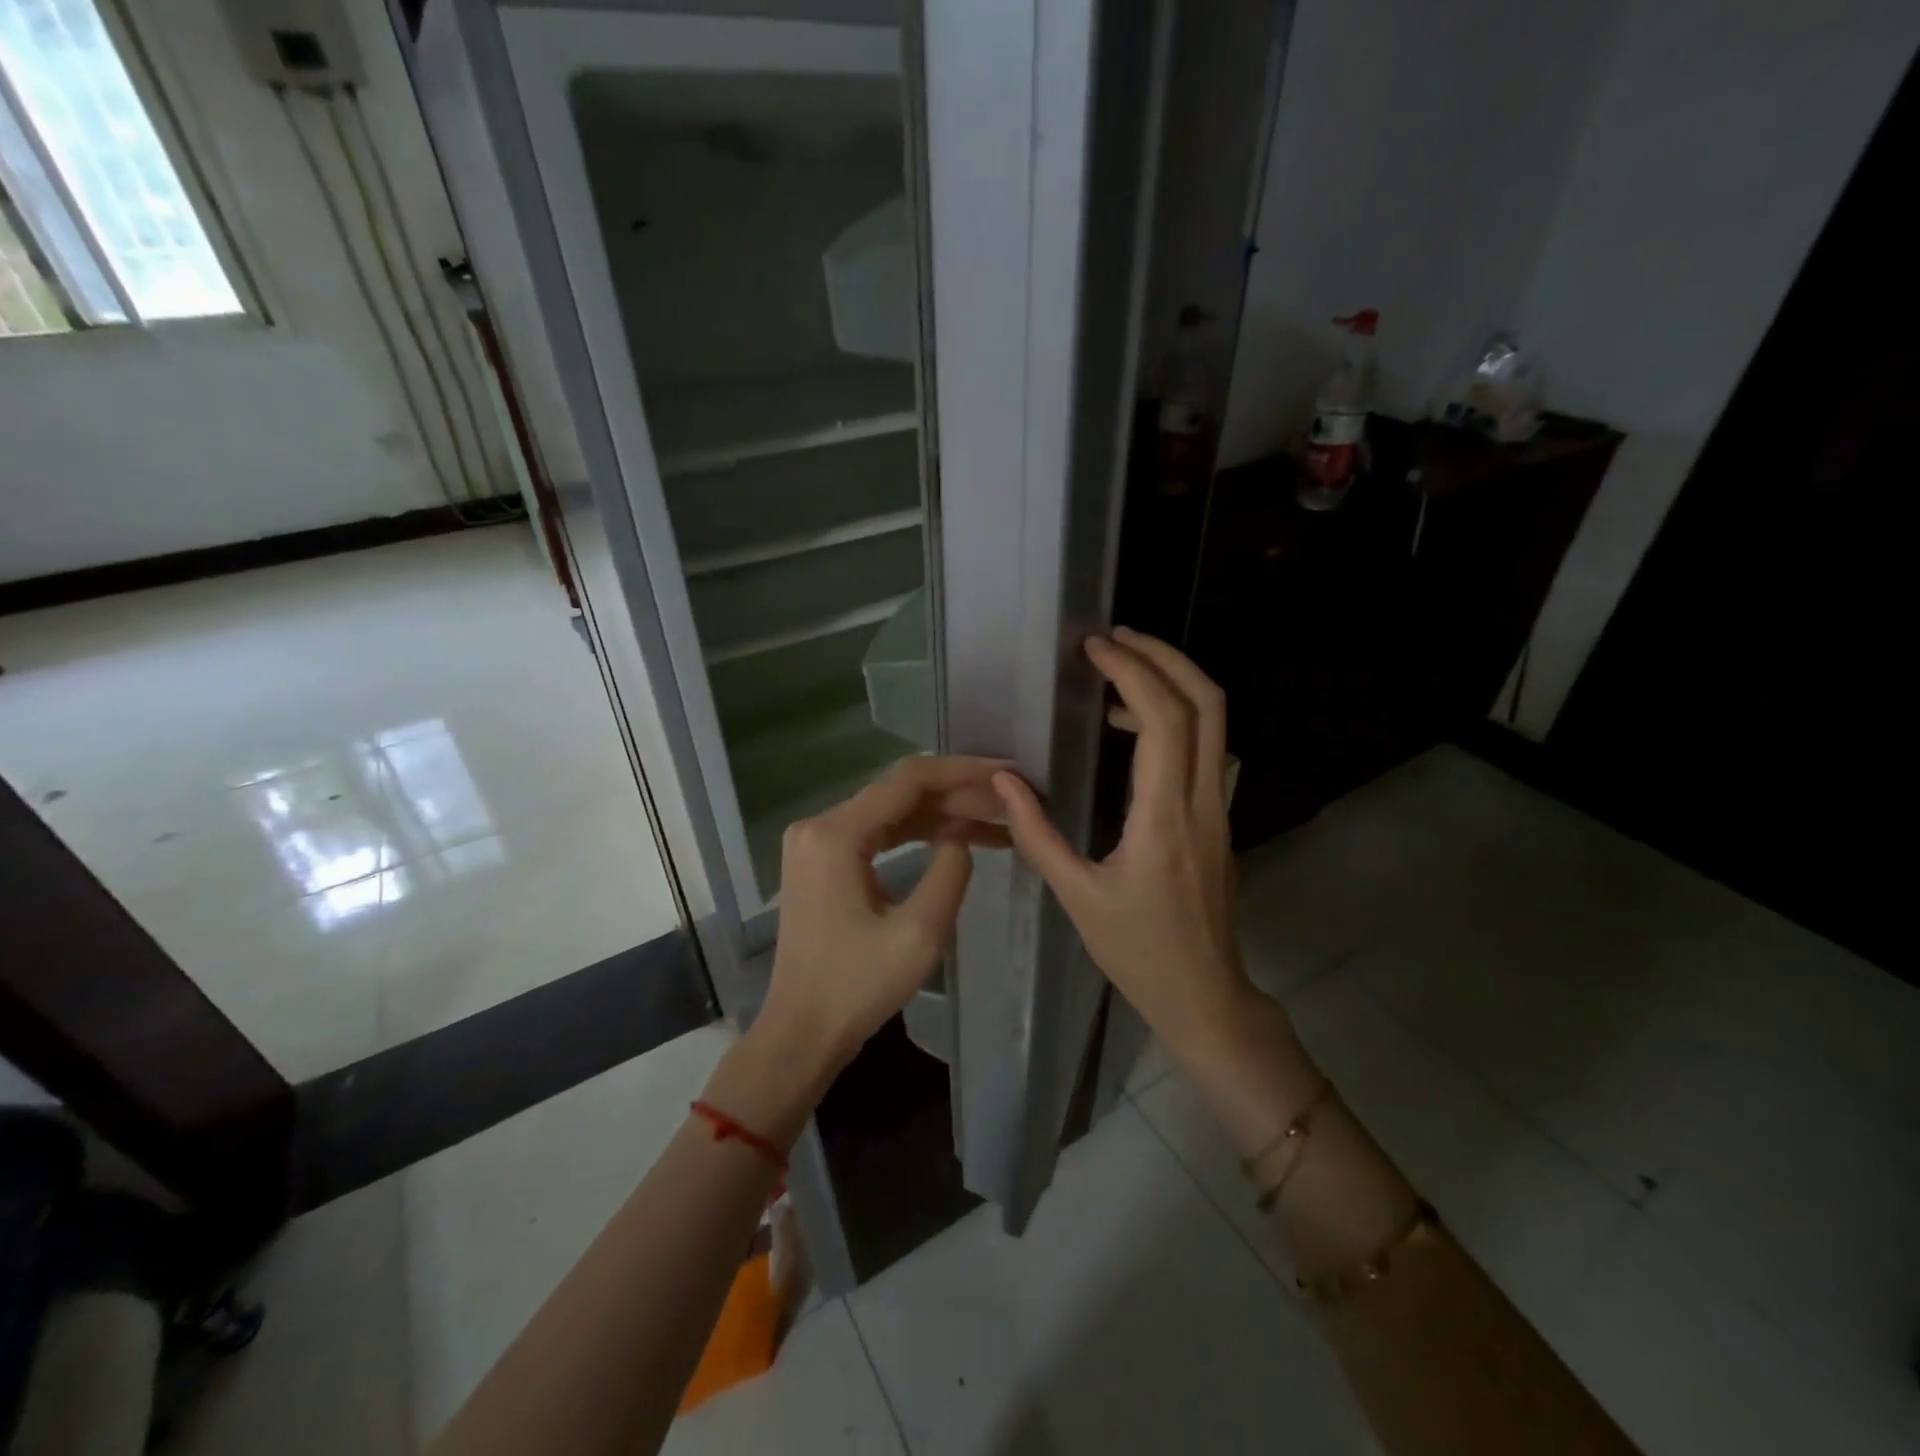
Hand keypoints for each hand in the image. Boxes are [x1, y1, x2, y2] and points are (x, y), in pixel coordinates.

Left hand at [754, 755, 1008, 1083]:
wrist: (801, 1032)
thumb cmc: (858, 987)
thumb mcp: (920, 932)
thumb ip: (950, 870)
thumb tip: (961, 833)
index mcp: (836, 834)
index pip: (908, 780)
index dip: (962, 772)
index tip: (1007, 774)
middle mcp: (819, 824)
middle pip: (899, 790)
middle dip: (957, 793)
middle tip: (1008, 801)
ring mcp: (816, 841)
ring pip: (890, 809)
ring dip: (940, 812)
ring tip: (994, 819)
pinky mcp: (821, 860)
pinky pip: (876, 831)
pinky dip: (916, 831)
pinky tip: (956, 836)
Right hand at [993, 629, 1254, 1057]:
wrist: (1205, 995)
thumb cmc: (1138, 951)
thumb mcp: (1077, 897)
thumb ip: (1036, 834)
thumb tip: (1003, 781)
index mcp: (1164, 817)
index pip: (1165, 720)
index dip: (1133, 672)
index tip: (1095, 650)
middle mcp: (1201, 800)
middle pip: (1207, 702)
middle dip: (1164, 657)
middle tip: (1115, 639)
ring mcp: (1217, 806)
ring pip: (1213, 721)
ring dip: (1170, 682)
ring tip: (1116, 672)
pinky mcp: (1216, 816)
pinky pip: (1204, 746)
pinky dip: (1172, 716)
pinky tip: (1130, 729)